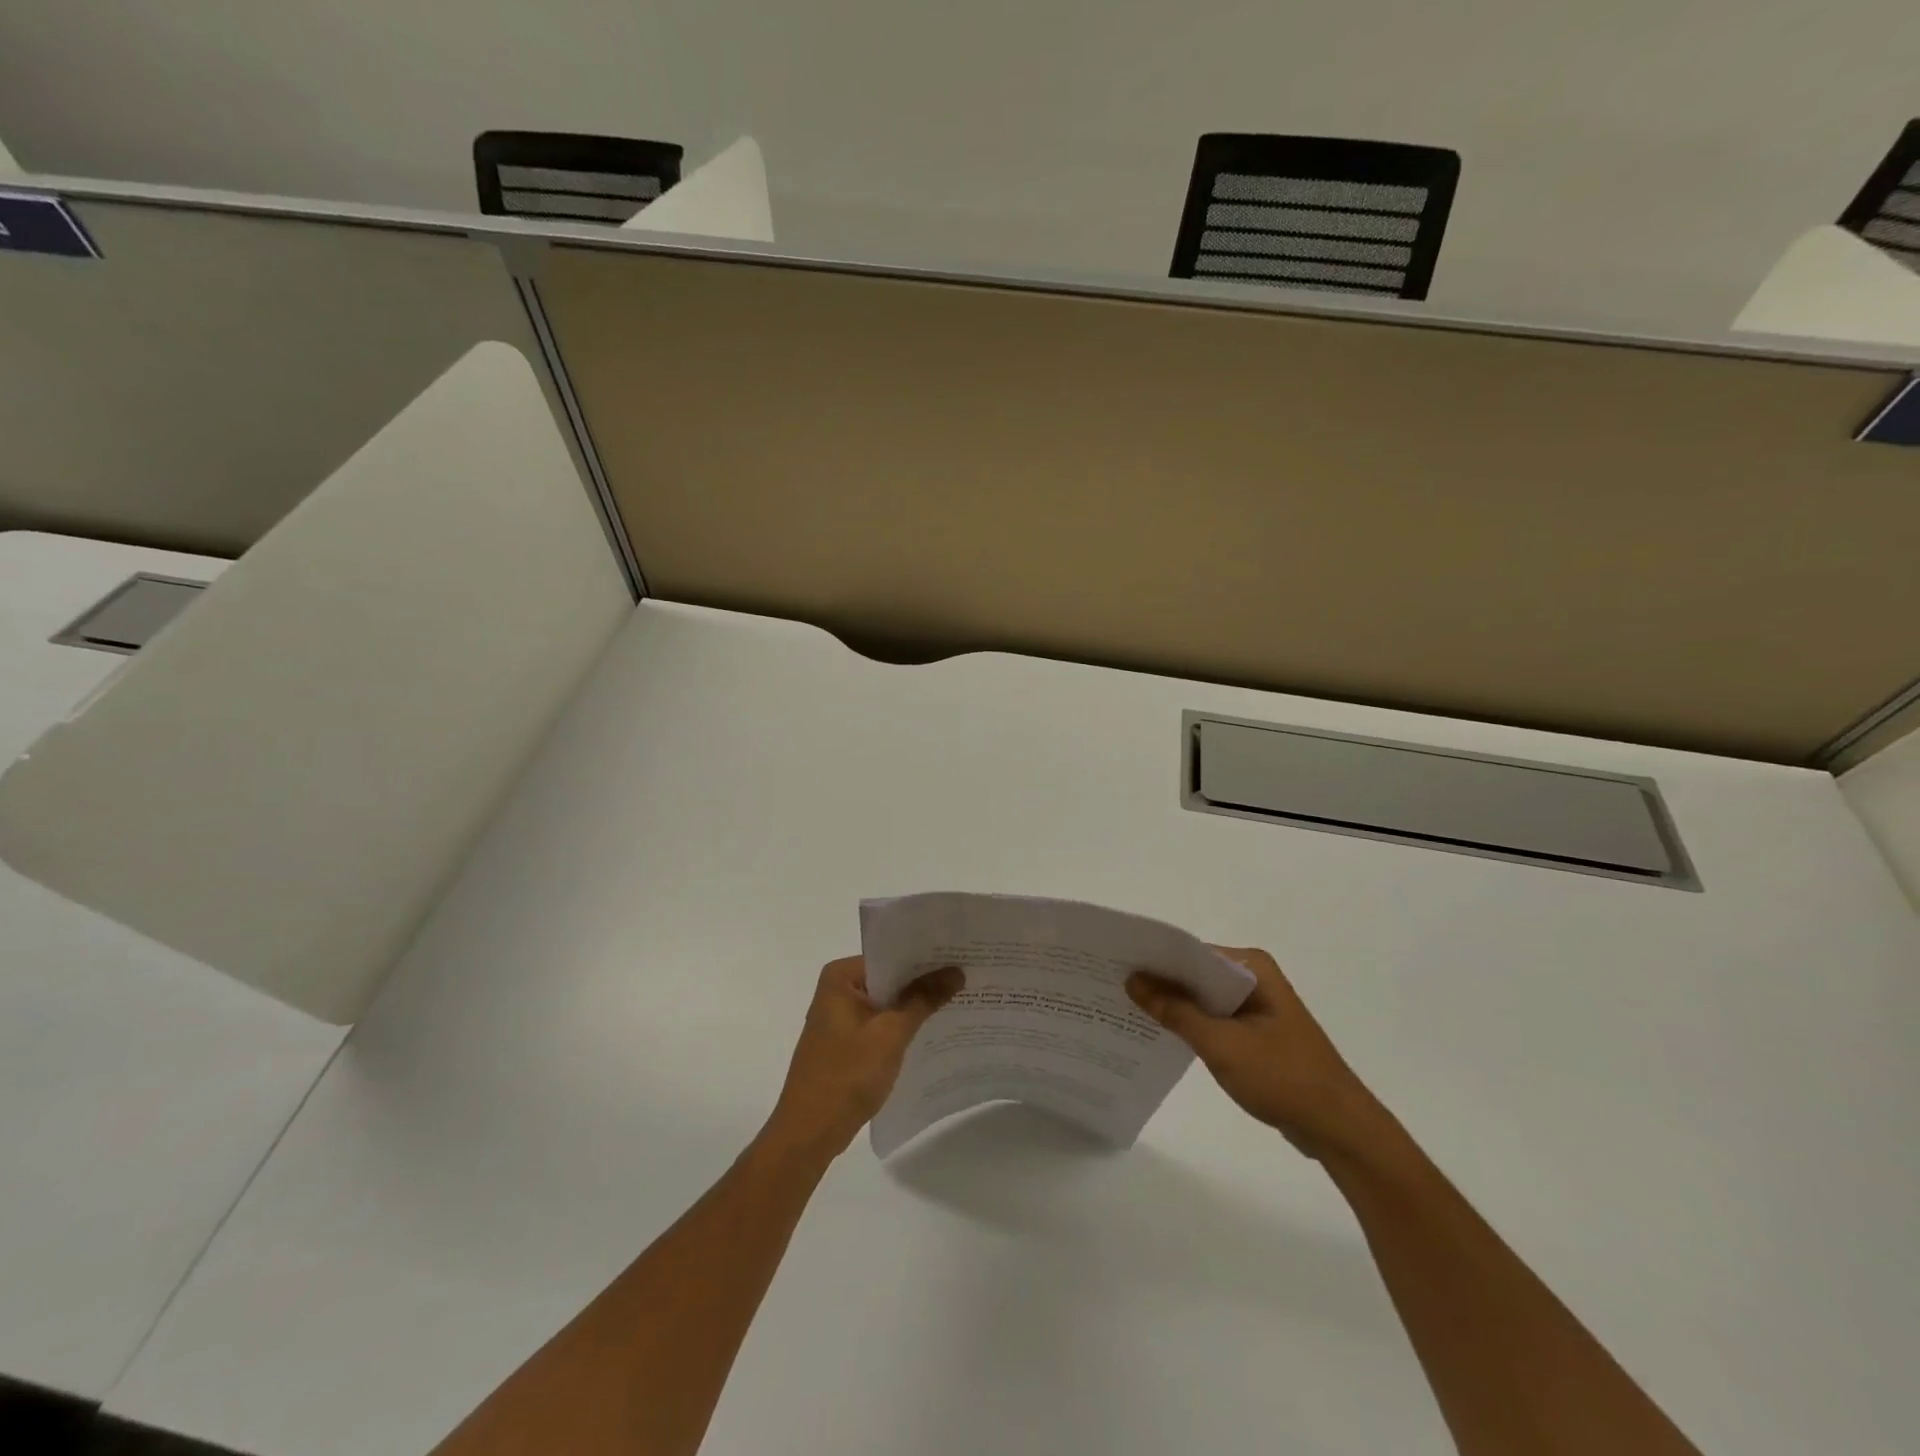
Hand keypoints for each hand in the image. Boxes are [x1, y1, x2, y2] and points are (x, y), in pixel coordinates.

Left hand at [765, 957, 962, 1157]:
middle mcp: (837, 990)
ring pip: (886, 1003)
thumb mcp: (891, 1033)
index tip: (960, 956)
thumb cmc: (847, 1075)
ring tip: (959, 1000)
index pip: (891, 956)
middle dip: (924, 982)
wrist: (808, 1134)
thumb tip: (956, 971)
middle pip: (889, 978)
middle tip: (967, 977)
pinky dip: (902, 1028)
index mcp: (840, 977)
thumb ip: (923, 999)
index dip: (925, 957)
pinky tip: (933, 1032)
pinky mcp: (844, 1044)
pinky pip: (880, 1025)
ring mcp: (839, 1018)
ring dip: (915, 1007)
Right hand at [1127, 947, 1388, 1160]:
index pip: (1191, 951)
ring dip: (1172, 1005)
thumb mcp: (1221, 1043)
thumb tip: (1133, 980)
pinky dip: (1190, 1025)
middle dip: (1159, 982)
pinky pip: (1213, 1019)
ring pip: (1202, 998)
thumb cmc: (1283, 1077)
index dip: (1154, 958)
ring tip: (1125, 1008)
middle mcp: (1253, 977)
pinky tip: (1159, 1034)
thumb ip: (1175, 1010)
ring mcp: (1255, 1005)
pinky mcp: (1254, 1032)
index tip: (1115, 964)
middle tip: (1112, 985)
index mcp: (1251, 966)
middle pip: (1195, 973)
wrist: (1338, 1129)